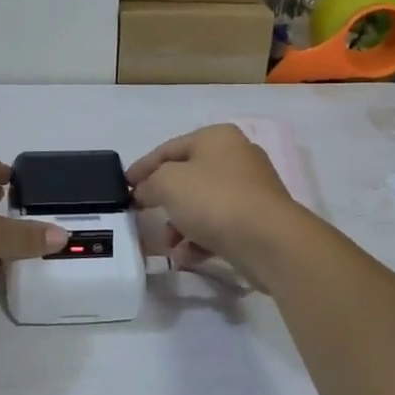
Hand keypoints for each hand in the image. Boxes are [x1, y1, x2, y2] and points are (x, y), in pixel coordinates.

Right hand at [128, 124, 306, 288]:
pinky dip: (201, 238)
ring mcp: (251, 189)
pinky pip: (220, 224)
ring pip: (203, 203)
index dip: (143, 167)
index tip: (124, 186)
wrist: (270, 241)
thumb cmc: (214, 200)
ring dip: (180, 224)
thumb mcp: (168, 183)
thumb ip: (149, 183)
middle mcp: (236, 156)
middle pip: (187, 176)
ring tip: (168, 246)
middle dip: (163, 200)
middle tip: (143, 216)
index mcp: (216, 137)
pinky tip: (188, 257)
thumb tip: (143, 191)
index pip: (169, 148)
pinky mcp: (259, 219)